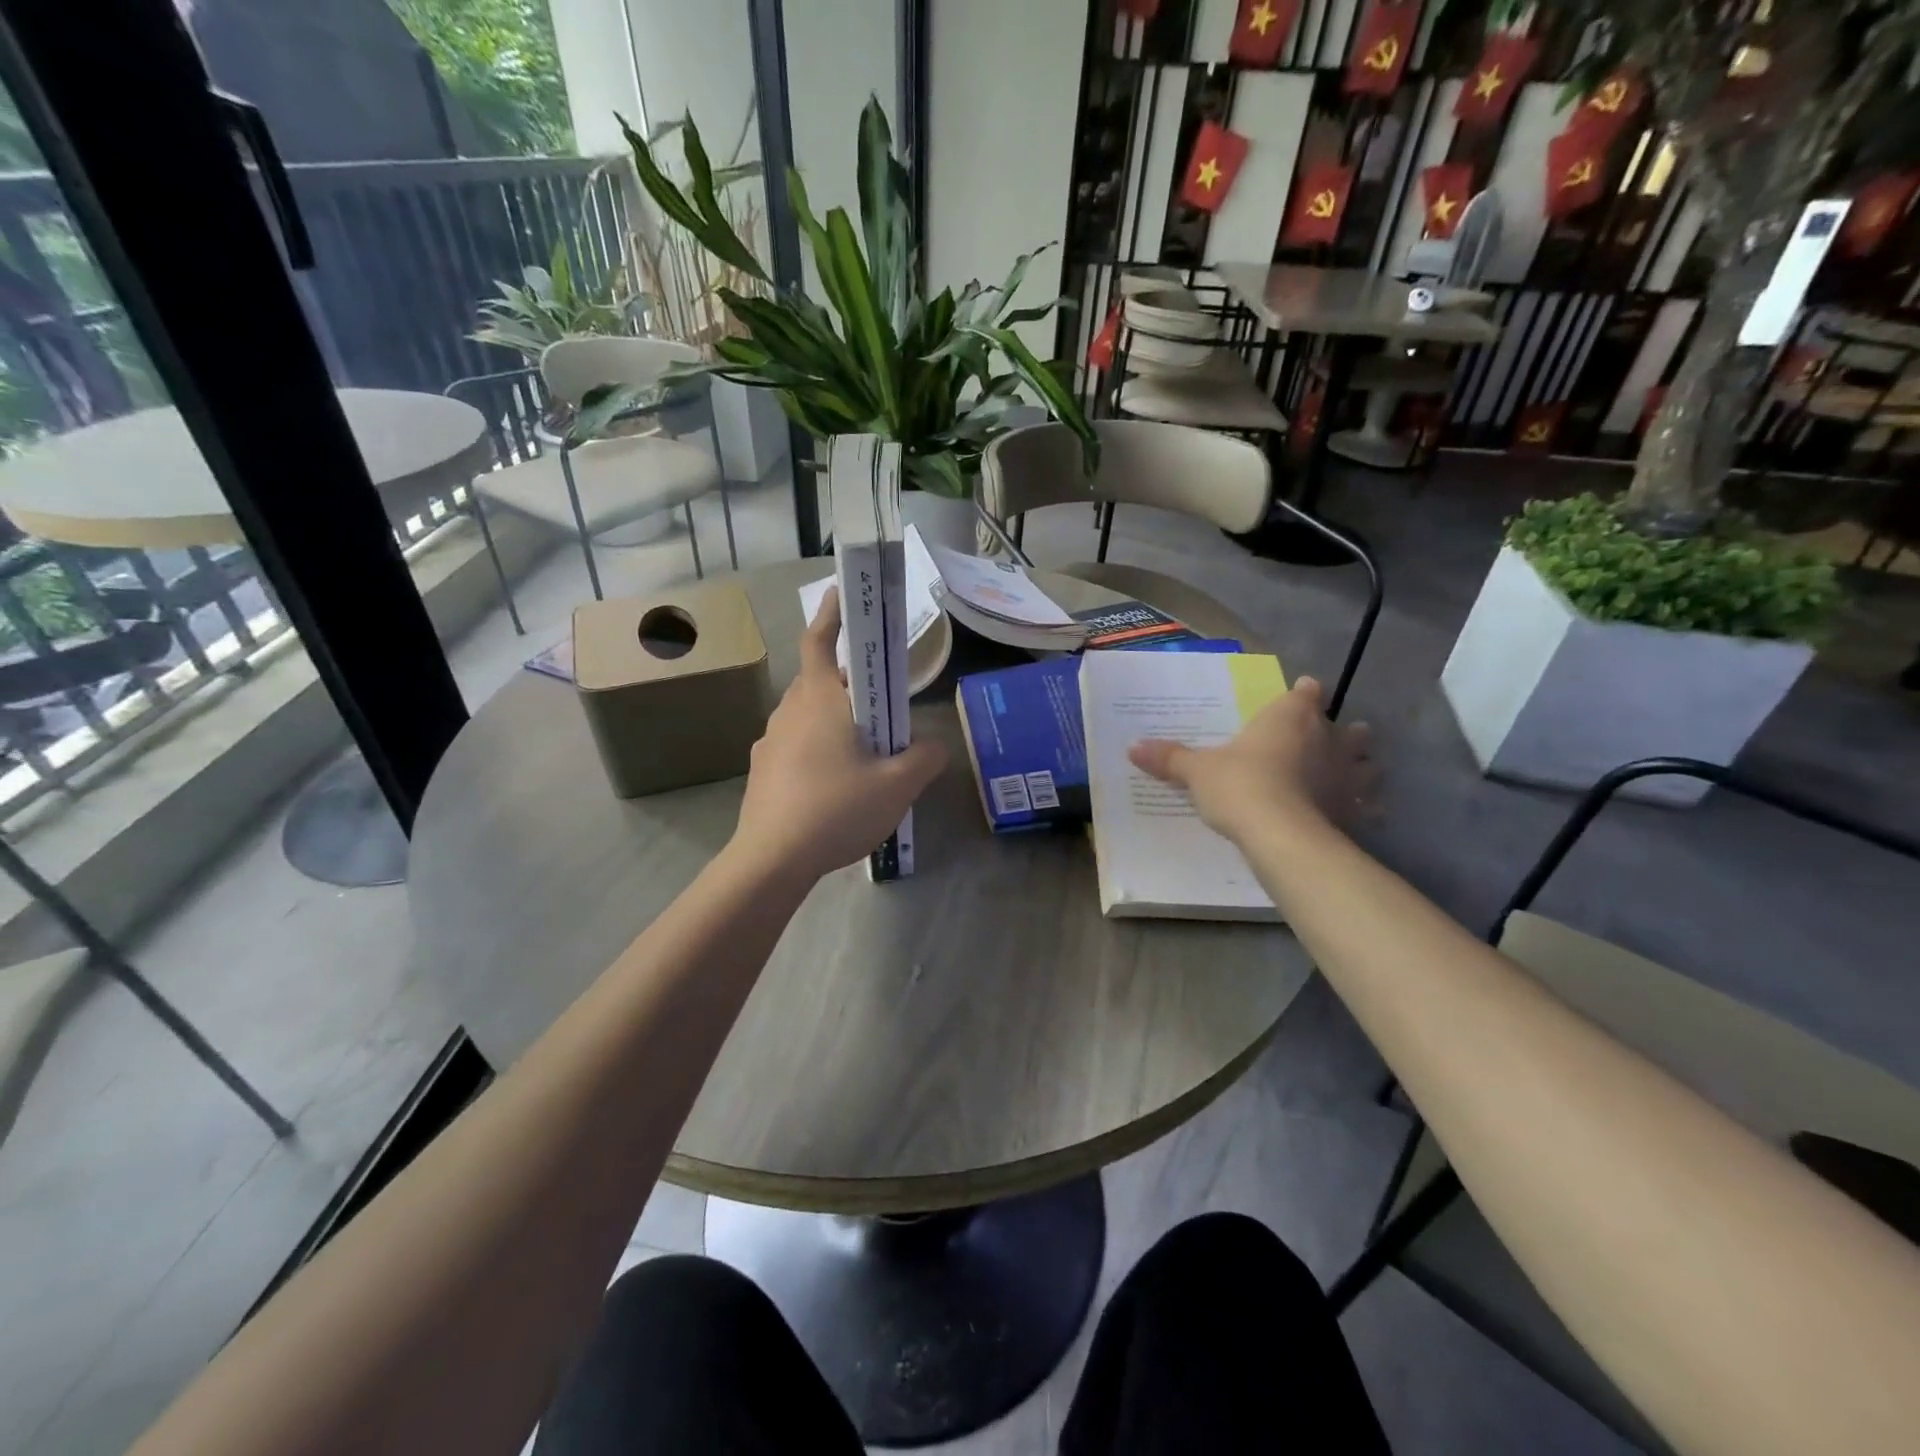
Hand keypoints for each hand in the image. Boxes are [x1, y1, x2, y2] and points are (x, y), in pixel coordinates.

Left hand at [734, 587, 947, 881]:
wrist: (772, 859)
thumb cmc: (837, 808)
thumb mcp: (897, 785)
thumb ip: (924, 758)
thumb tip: (935, 745)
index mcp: (819, 699)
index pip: (820, 640)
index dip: (832, 614)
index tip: (841, 592)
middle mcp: (790, 711)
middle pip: (819, 680)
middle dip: (849, 681)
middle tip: (881, 699)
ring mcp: (770, 741)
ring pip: (807, 714)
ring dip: (835, 718)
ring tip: (865, 748)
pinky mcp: (763, 771)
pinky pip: (796, 745)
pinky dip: (818, 748)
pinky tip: (837, 784)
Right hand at [1128, 676, 1375, 846]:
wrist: (1281, 835)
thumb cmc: (1240, 785)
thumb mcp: (1197, 772)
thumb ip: (1170, 758)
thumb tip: (1133, 747)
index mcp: (1290, 715)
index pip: (1306, 691)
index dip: (1303, 692)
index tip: (1300, 693)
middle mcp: (1327, 737)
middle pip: (1346, 725)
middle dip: (1340, 730)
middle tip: (1325, 738)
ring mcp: (1347, 774)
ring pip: (1367, 762)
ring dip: (1361, 766)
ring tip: (1350, 773)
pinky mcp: (1355, 809)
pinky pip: (1367, 805)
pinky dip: (1364, 807)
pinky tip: (1354, 814)